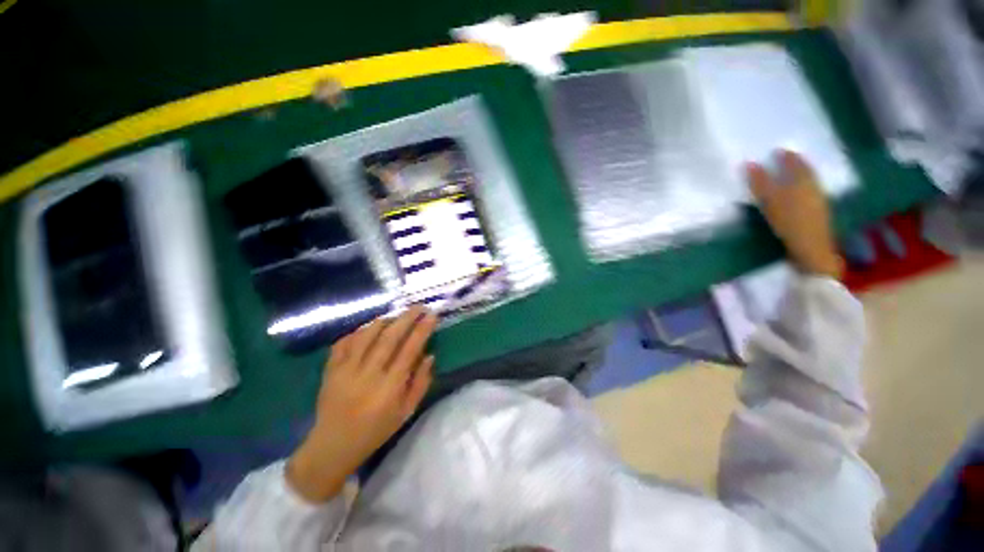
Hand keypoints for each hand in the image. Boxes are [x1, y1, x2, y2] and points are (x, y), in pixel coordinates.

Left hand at [287, 307, 438, 502]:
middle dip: (407, 318)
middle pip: (390, 337)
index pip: (410, 350)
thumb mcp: (406, 413)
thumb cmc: (375, 431)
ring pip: (366, 335)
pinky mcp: (330, 370)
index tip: (432, 315)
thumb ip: (421, 383)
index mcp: (389, 387)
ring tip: (396, 315)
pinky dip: (358, 331)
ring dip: (384, 321)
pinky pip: (344, 342)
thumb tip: (430, 355)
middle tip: (418, 306)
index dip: (422, 330)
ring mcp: (346, 370)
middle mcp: (368, 374)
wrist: (332, 446)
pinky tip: (368, 328)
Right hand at [747, 150, 843, 278]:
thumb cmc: (790, 222)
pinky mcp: (817, 214)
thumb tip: (749, 163)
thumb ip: (760, 182)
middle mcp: (814, 187)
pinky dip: (801, 189)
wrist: (811, 249)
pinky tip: (795, 194)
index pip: (797, 163)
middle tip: (786, 159)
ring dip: (799, 177)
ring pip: (809, 183)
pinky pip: (809, 194)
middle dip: (796, 165)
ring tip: (789, 175)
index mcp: (804, 181)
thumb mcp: (771, 200)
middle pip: (805, 172)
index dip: (787, 156)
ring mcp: (817, 201)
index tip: (779, 150)